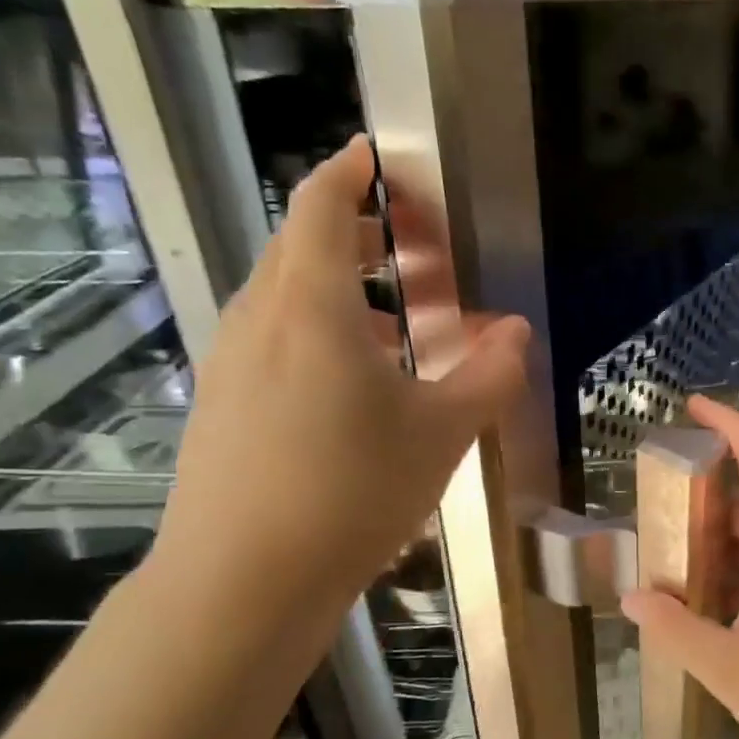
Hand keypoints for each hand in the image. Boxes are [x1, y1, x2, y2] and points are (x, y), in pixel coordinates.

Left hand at [152, 137, 528, 623]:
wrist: (242, 581)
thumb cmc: (351, 491)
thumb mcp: (441, 434)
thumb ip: (487, 377)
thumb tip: (517, 333)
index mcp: (310, 305)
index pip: (320, 204)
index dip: (350, 171)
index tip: (379, 157)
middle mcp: (258, 319)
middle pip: (299, 247)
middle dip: (352, 231)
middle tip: (407, 243)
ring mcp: (230, 363)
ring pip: (283, 298)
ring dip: (336, 290)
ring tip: (393, 321)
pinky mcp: (221, 406)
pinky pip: (271, 343)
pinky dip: (315, 334)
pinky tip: (352, 386)